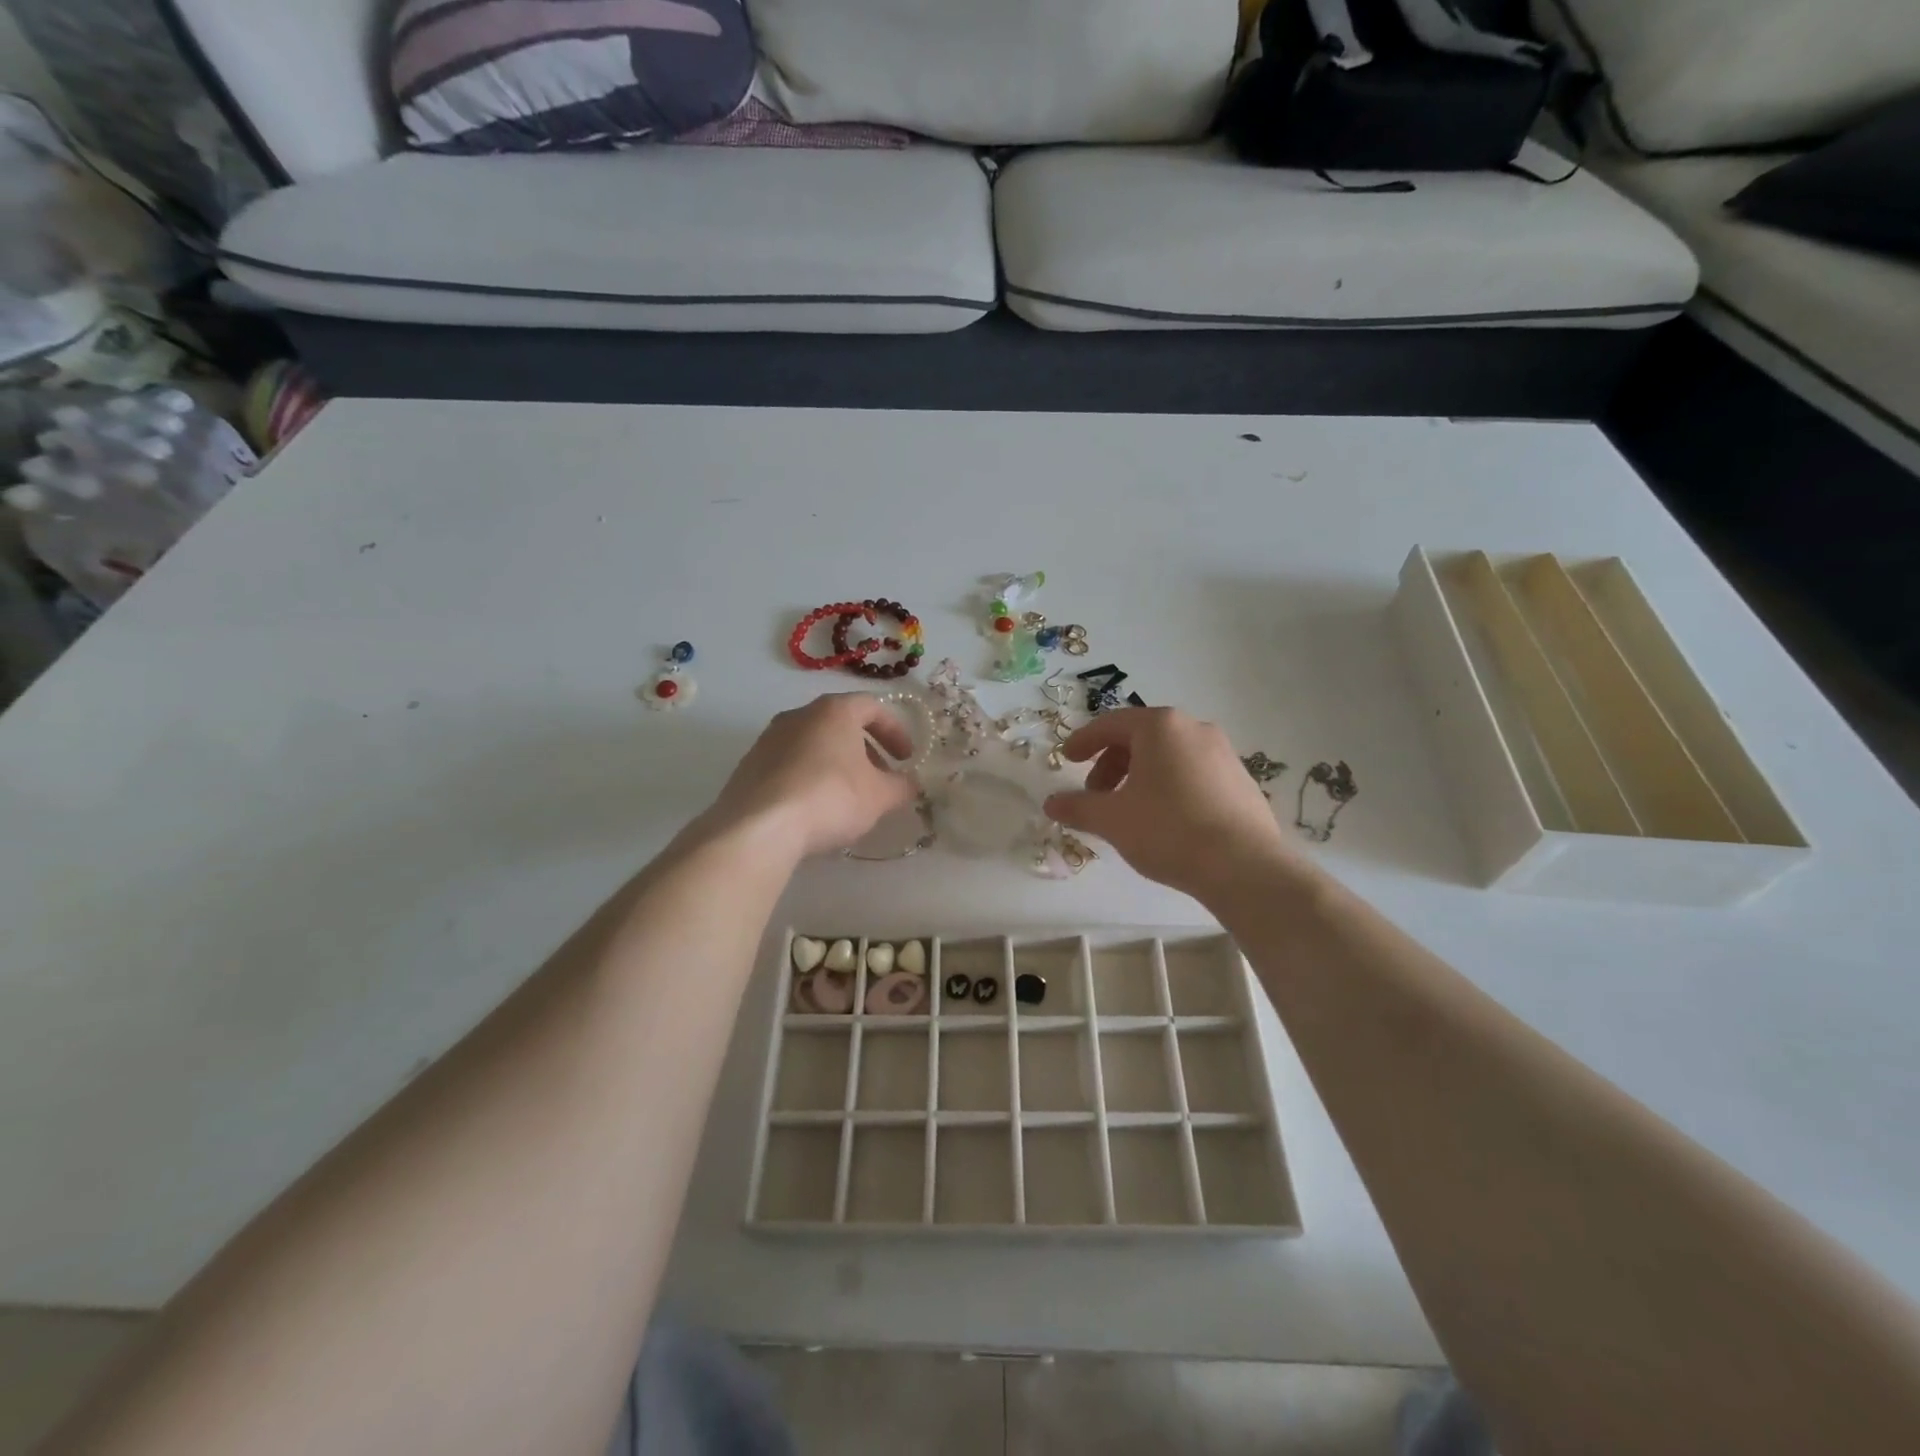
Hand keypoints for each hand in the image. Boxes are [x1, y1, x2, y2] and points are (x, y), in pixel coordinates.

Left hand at [704, 694, 918, 860]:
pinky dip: (809, 776)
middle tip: (880, 778)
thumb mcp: (879, 797)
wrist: (759, 826)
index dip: (895, 730)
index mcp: (834, 711)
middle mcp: (799, 715)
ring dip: (836, 763)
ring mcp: (769, 739)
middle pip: (840, 723)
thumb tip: (911, 784)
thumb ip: (901, 786)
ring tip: (849, 796)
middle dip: (866, 749)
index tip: (906, 758)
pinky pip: (790, 764)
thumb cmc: (830, 797)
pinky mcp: (749, 765)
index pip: (872, 706)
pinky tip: (815, 808)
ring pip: (813, 743)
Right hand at [1044, 708, 1297, 899]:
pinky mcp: (1241, 780)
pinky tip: (1164, 821)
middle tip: (1095, 795)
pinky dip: (1168, 787)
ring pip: (1168, 756)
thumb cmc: (1168, 830)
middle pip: (1141, 738)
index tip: (1067, 759)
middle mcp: (1195, 729)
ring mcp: (1223, 753)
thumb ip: (1077, 807)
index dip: (1084, 741)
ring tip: (1127, 811)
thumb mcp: (1112, 819)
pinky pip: (1192, 773)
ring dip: (1139, 777)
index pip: (1112, 724)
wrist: (1244, 867)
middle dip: (1111, 764)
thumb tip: (1051, 804)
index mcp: (1161, 727)